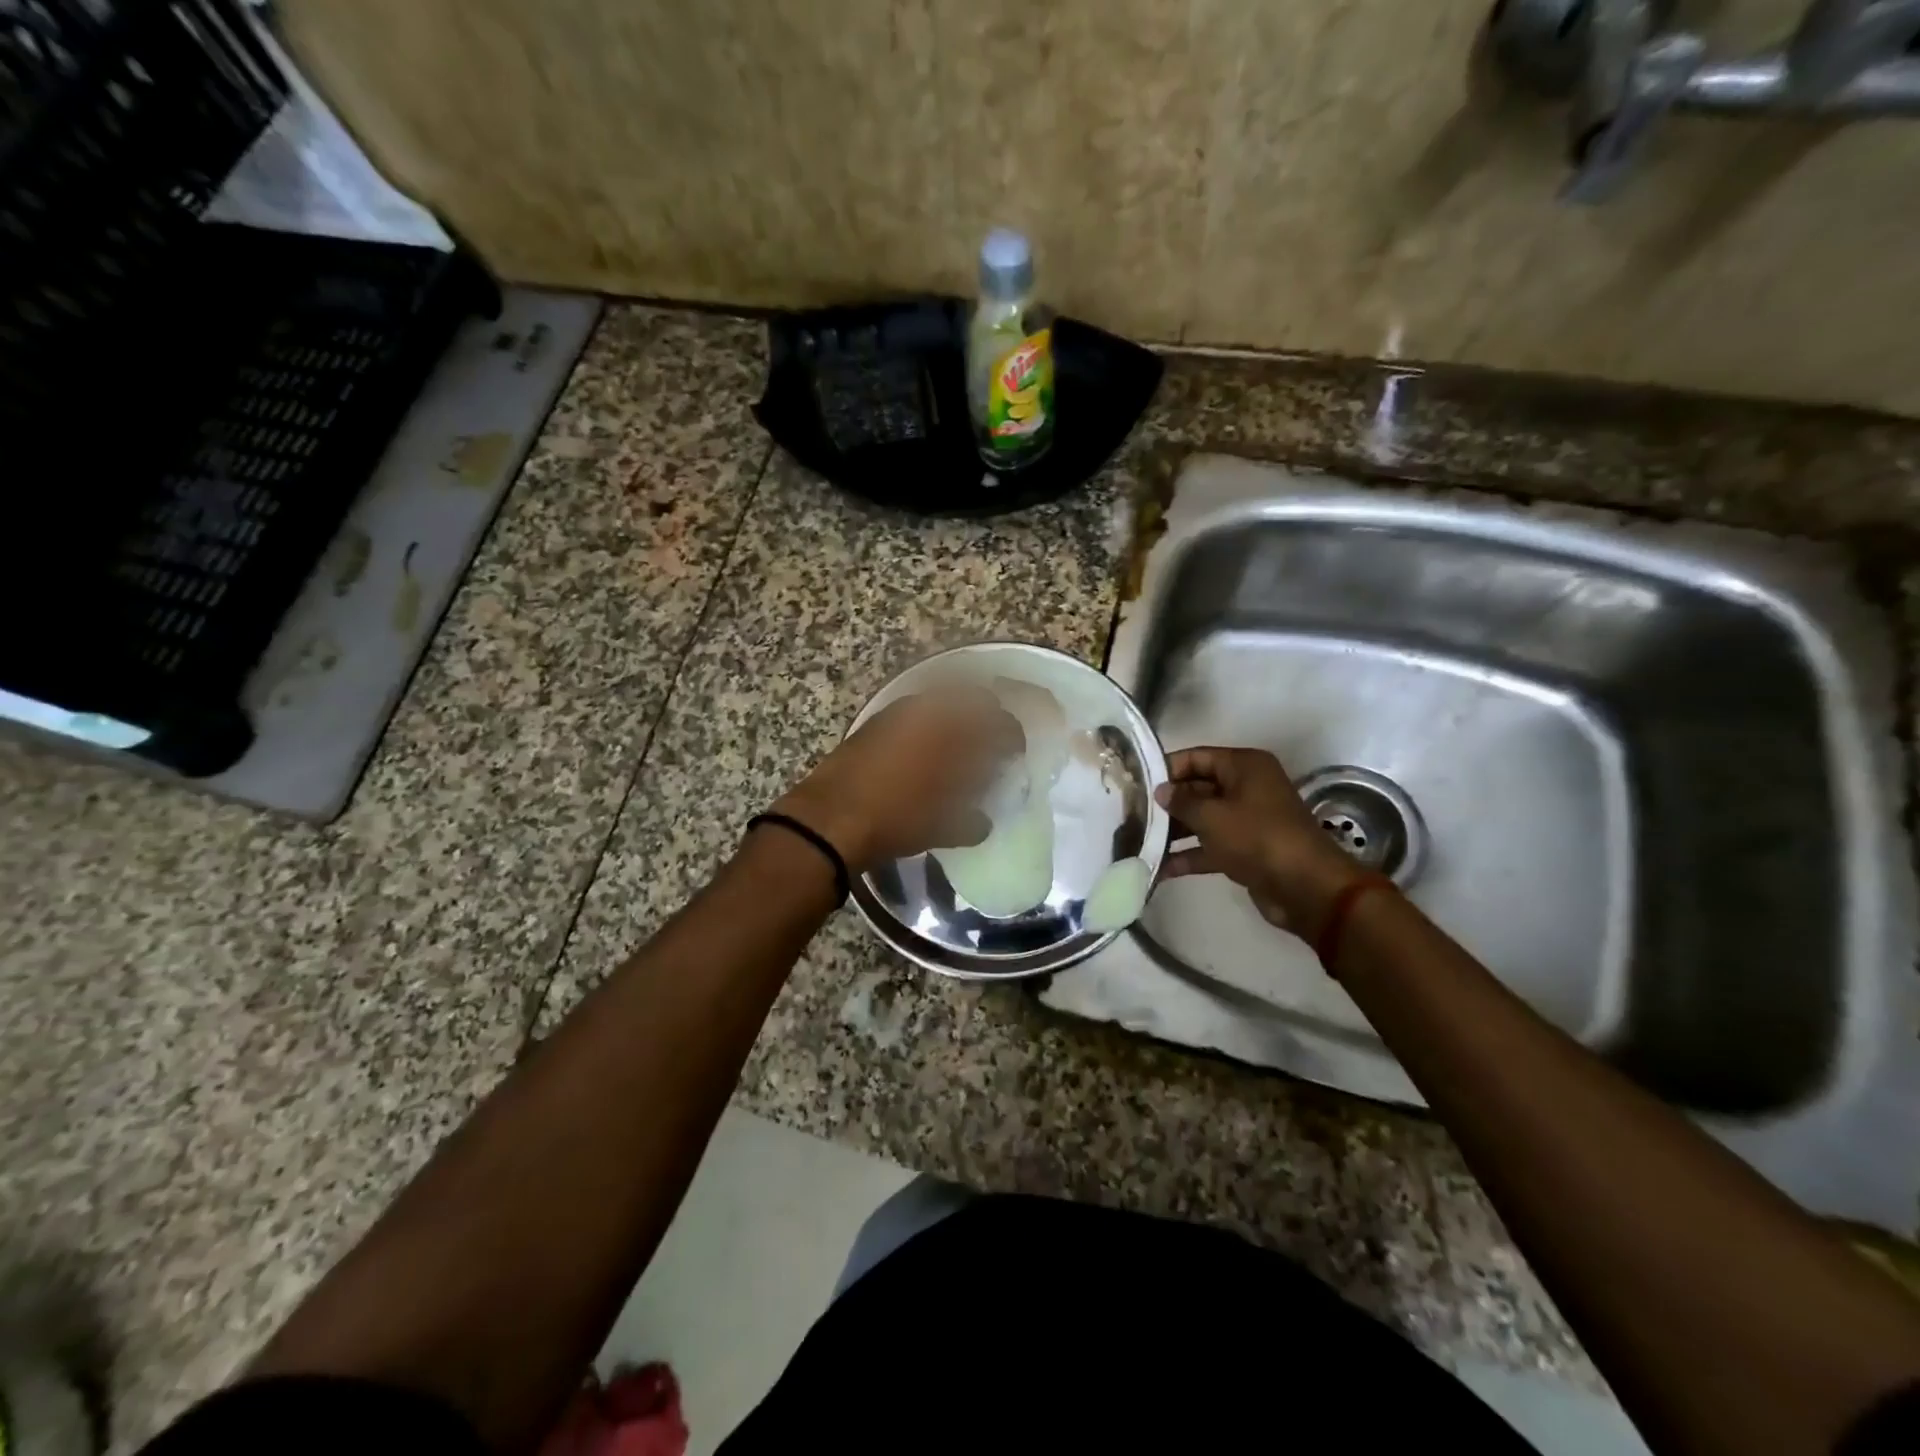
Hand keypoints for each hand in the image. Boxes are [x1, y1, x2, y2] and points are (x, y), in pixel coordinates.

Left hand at [770, 689, 1022, 872]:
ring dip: (956, 718)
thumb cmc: (895, 820)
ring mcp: (899, 712)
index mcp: (954, 732)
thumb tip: (983, 820)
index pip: (999, 724)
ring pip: (941, 702)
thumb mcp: (942, 827)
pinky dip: (928, 724)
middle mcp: (930, 712)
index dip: (1012, 737)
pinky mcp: (875, 722)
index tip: (1016, 752)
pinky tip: (925, 750)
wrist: (828, 818)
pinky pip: (915, 712)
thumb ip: (971, 821)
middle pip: (972, 698)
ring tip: (959, 745)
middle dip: (987, 716)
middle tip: (991, 740)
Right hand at [1155, 747, 1364, 935]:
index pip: (1196, 757)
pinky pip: (1210, 846)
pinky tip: (1159, 868)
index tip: (1135, 783)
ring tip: (1137, 840)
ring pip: (1202, 819)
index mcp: (1244, 766)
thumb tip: (1161, 791)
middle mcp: (1246, 787)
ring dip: (1173, 831)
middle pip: (1197, 788)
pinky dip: (1188, 855)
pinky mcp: (1245, 850)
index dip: (1166, 768)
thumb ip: (1181, 801)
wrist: (1305, 888)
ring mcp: (1246, 820)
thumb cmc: (1257, 838)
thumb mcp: (1212, 816)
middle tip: (1130, 814)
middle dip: (1167, 803)